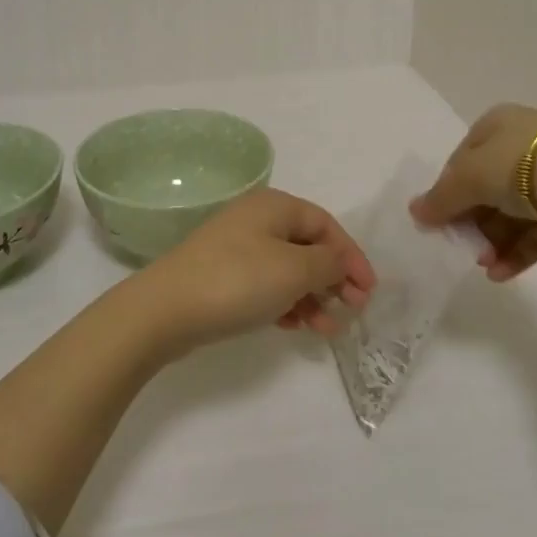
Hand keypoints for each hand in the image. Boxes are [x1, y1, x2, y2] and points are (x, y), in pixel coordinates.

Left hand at [135, 187, 375, 350]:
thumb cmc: (238, 280)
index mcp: (275, 206)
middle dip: (334, 279)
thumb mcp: (294, 270)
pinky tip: (295, 327)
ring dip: (313, 297)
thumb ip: (328, 263)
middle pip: (308, 246)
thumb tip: (340, 261)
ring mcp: (237, 247)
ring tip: (326, 329)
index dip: (351, 256)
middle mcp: (257, 219)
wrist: (167, 309)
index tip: (369, 291)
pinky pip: (267, 284)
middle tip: (352, 311)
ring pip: (289, 269)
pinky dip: (287, 303)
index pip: (326, 225)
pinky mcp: (224, 275)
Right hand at [410, 103, 536, 278]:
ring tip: (484, 265)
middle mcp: (528, 144)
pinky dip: (517, 252)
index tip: (438, 218)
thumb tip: (415, 212)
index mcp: (500, 124)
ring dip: (493, 240)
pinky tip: (501, 274)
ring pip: (513, 211)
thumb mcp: (470, 177)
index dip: (448, 188)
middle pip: (488, 186)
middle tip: (461, 246)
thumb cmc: (524, 167)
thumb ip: (441, 197)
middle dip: (472, 220)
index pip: (464, 156)